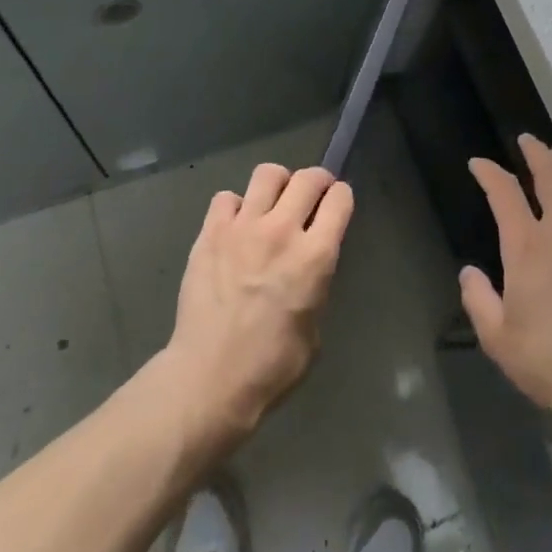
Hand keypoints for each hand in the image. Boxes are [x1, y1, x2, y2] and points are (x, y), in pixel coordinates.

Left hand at [163, 163, 353, 443]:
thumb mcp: (315, 327)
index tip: (337, 204)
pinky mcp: (210, 233)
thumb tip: (308, 266)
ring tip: (274, 201)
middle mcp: (282, 231)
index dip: (342, 197)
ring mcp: (242, 228)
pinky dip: (235, 206)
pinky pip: (226, 197)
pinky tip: (235, 226)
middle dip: (317, 181)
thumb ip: (316, 284)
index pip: (340, 199)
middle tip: (312, 195)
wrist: (210, 377)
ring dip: (278, 183)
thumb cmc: (272, 366)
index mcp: (315, 257)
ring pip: (267, 174)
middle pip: (307, 178)